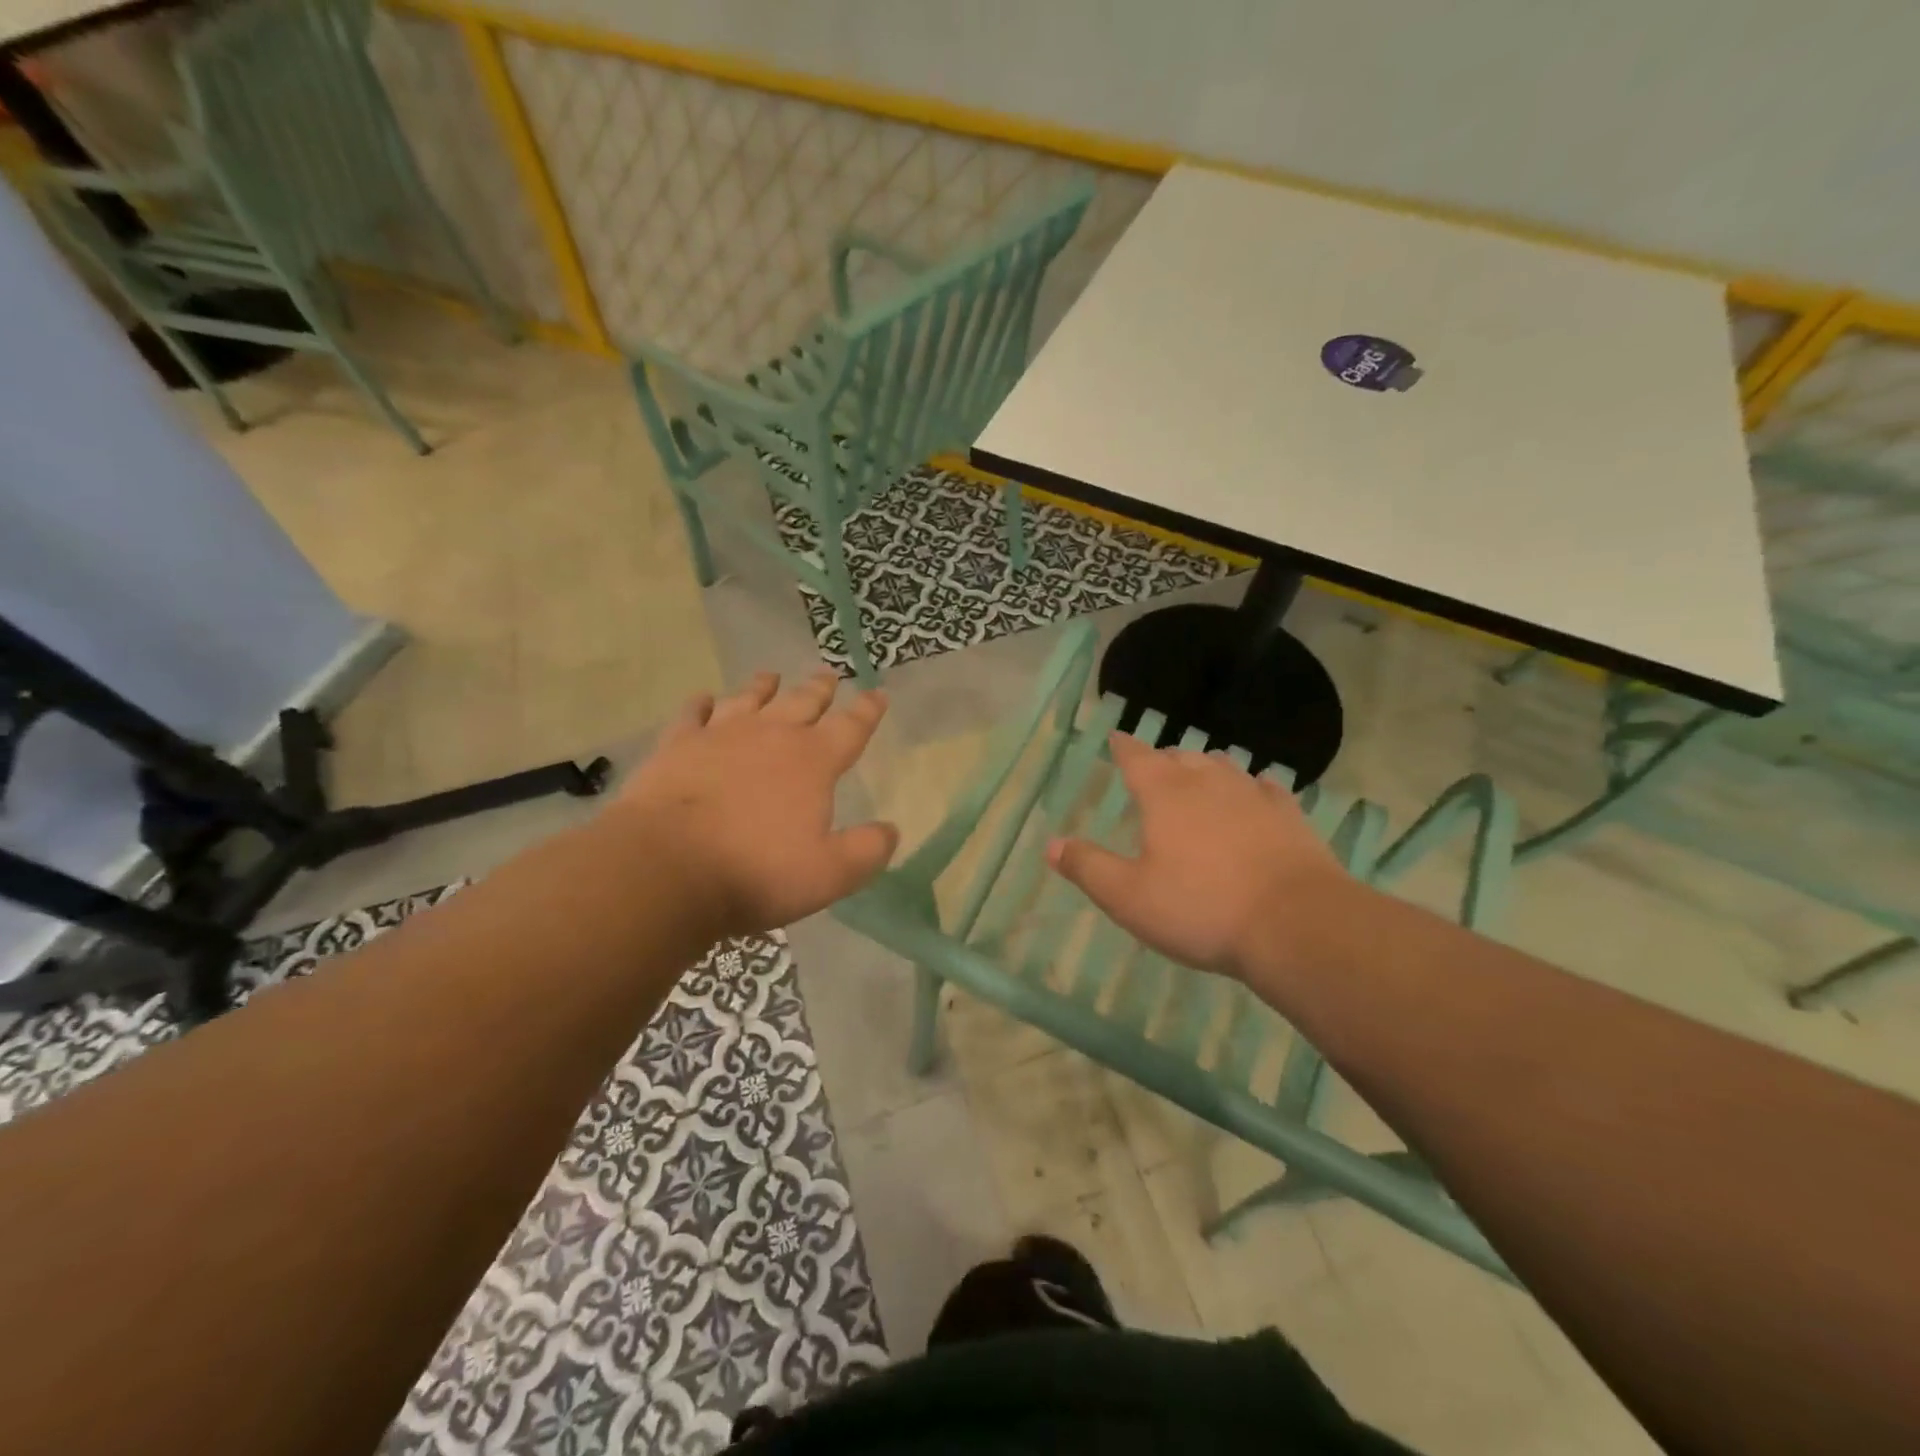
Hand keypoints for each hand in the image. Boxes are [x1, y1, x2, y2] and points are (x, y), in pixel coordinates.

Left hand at [612, 669, 897, 940]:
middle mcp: (771, 736)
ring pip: (749, 699)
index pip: (851, 728)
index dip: (868, 711)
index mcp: (813, 761)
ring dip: (764, 686)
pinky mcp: (678, 745)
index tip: (878, 693)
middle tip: (829, 675)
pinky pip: (693, 714)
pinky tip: (703, 699)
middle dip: (820, 689)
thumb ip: (867, 851)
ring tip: (772, 675)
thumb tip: (891, 831)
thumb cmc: (756, 871)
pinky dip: (701, 704)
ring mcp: (720, 735)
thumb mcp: (829, 874)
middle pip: (802, 702)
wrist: (667, 866)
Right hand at [1047, 734, 1353, 981]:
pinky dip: (1251, 787)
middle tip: (1154, 768)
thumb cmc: (1201, 909)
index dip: (1124, 746)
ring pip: (1223, 766)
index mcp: (1165, 794)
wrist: (1297, 925)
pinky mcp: (1290, 816)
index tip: (1117, 737)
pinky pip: (1265, 787)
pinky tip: (1255, 794)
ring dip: (1205, 767)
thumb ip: (1088, 867)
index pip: (1137, 756)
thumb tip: (1051, 844)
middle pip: (1180, 757)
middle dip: (1163, 759)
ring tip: (1198, 776)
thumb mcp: (1129, 898)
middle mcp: (1208, 782)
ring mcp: (1253, 795)